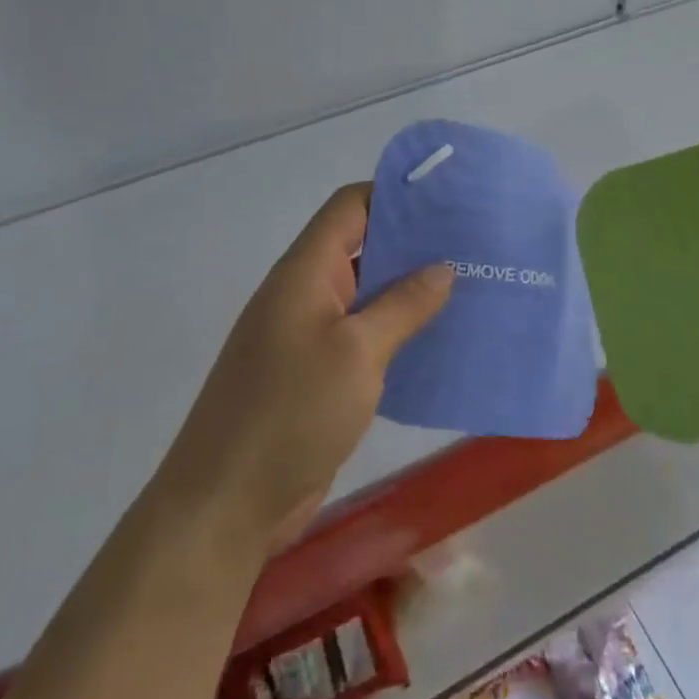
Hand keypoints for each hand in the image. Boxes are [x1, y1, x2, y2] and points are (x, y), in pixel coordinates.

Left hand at [162, 184, 452, 553]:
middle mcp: (305, 294)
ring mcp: (308, 336)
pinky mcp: (317, 376)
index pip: (350, 207)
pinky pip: (363, 337)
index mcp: (305, 271)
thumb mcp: (357, 351)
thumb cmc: (291, 411)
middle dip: (413, 244)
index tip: (447, 199)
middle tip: (472, 244)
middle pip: (361, 247)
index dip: (394, 194)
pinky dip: (397, 332)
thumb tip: (442, 266)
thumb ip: (402, 305)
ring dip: (410, 291)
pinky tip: (439, 340)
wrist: (226, 504)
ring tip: (468, 286)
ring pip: (366, 296)